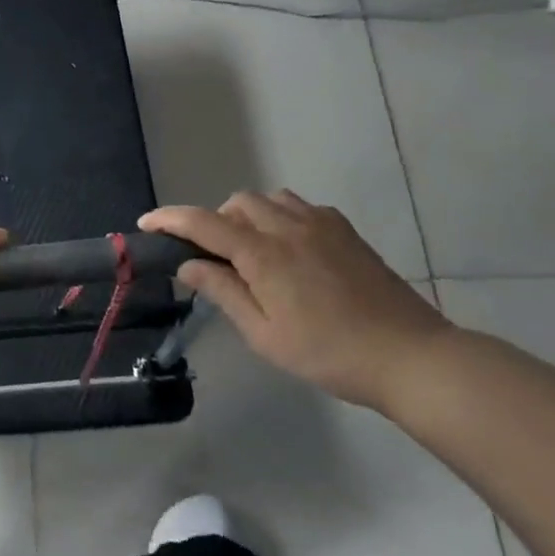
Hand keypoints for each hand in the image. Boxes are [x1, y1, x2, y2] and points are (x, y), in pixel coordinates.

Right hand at [140, 191, 451, 410]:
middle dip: (214, 221)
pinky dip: (280, 218)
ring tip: (251, 253)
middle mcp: (289, 227)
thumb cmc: (327, 353)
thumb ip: (223, 292)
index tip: (146, 224)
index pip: (203, 223)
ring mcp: (322, 225)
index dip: (169, 220)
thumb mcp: (263, 333)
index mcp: (263, 253)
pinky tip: (289, 251)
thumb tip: (187, 265)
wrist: (409, 356)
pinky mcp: (346, 231)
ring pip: (269, 200)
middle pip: (236, 203)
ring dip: (248, 216)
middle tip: (213, 259)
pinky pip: (300, 207)